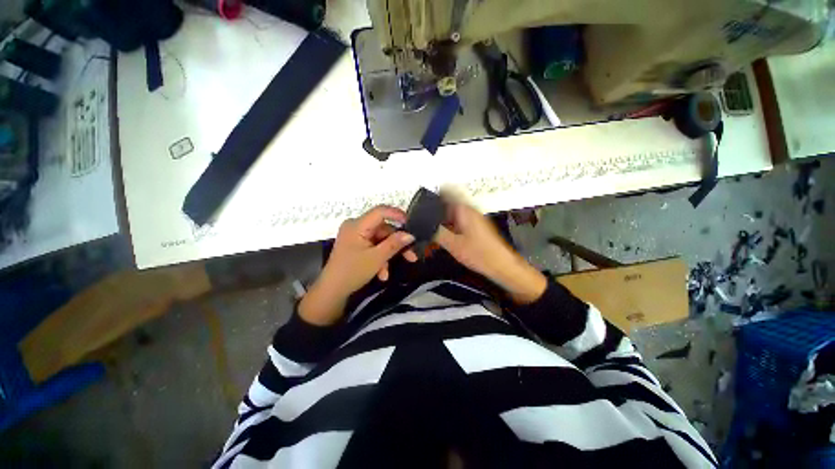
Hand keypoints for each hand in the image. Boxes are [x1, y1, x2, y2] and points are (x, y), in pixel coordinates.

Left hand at [299, 206, 416, 324]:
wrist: (332, 291)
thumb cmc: (352, 272)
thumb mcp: (377, 258)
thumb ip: (394, 244)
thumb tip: (410, 235)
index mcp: (357, 225)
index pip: (380, 211)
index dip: (397, 214)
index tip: (411, 224)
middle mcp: (355, 226)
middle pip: (382, 229)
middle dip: (396, 244)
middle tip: (411, 256)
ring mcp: (355, 236)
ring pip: (379, 240)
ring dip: (387, 255)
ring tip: (388, 273)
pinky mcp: (355, 244)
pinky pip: (373, 246)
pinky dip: (379, 258)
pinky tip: (382, 274)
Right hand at [434, 195, 546, 303]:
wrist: (501, 265)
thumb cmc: (482, 255)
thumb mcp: (453, 244)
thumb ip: (436, 232)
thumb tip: (424, 225)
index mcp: (464, 210)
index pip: (446, 192)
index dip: (433, 196)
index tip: (425, 202)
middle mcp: (469, 210)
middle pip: (447, 205)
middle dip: (436, 214)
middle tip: (428, 225)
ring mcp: (473, 218)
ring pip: (452, 215)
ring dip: (442, 223)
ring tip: (435, 235)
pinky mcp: (475, 227)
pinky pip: (458, 223)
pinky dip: (450, 229)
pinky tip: (446, 241)